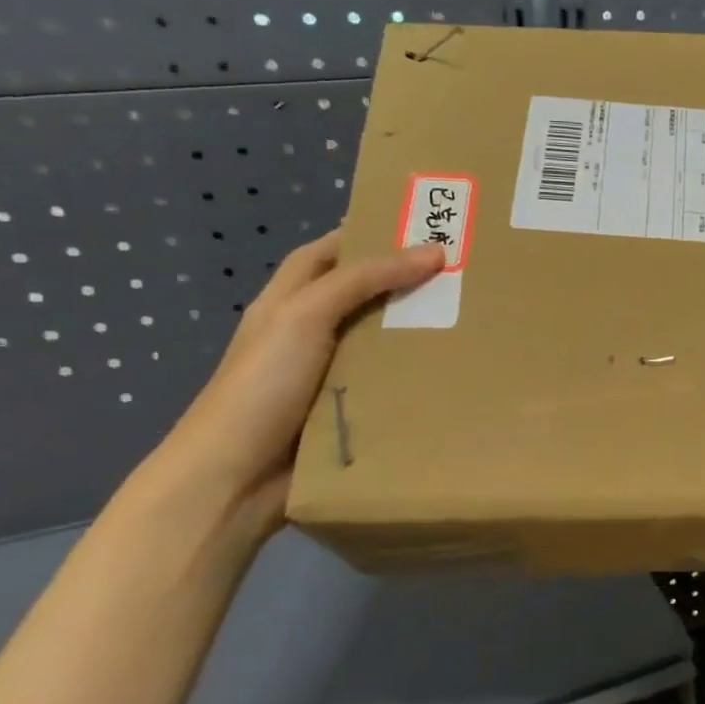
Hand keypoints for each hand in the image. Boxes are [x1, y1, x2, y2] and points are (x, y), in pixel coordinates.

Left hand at [157, 232, 444, 524]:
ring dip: (416, 331)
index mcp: (287, 303)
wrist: (234, 478)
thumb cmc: (262, 384)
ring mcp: (328, 376)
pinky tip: (453, 369)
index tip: (420, 225)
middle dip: (404, 283)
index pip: (327, 254)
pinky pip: (387, 384)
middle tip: (463, 272)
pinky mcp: (347, 412)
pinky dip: (415, 375)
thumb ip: (364, 279)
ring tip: (470, 315)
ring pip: (379, 342)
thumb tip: (434, 251)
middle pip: (361, 296)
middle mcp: (308, 334)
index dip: (365, 235)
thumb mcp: (305, 316)